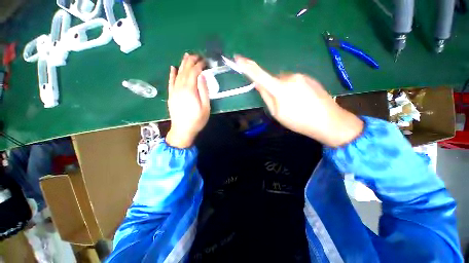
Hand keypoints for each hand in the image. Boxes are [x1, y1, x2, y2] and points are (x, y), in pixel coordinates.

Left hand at [166, 53, 209, 148]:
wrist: (182, 130)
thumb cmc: (197, 120)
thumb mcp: (205, 107)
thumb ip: (204, 91)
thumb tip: (202, 76)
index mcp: (189, 90)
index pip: (194, 72)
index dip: (199, 65)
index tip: (205, 61)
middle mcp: (180, 87)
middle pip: (185, 70)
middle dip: (191, 61)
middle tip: (196, 55)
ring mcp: (174, 91)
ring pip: (178, 74)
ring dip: (182, 64)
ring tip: (186, 56)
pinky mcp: (171, 95)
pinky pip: (170, 82)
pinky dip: (172, 74)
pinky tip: (173, 68)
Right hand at [235, 55, 362, 146]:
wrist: (329, 121)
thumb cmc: (299, 121)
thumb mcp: (277, 113)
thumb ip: (266, 97)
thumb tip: (258, 85)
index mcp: (281, 88)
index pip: (260, 74)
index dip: (247, 66)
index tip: (238, 58)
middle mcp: (290, 77)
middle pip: (273, 79)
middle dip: (271, 88)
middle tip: (280, 104)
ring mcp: (301, 76)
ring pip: (283, 80)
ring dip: (282, 89)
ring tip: (292, 103)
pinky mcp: (309, 77)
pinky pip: (293, 81)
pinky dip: (291, 88)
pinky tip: (300, 100)